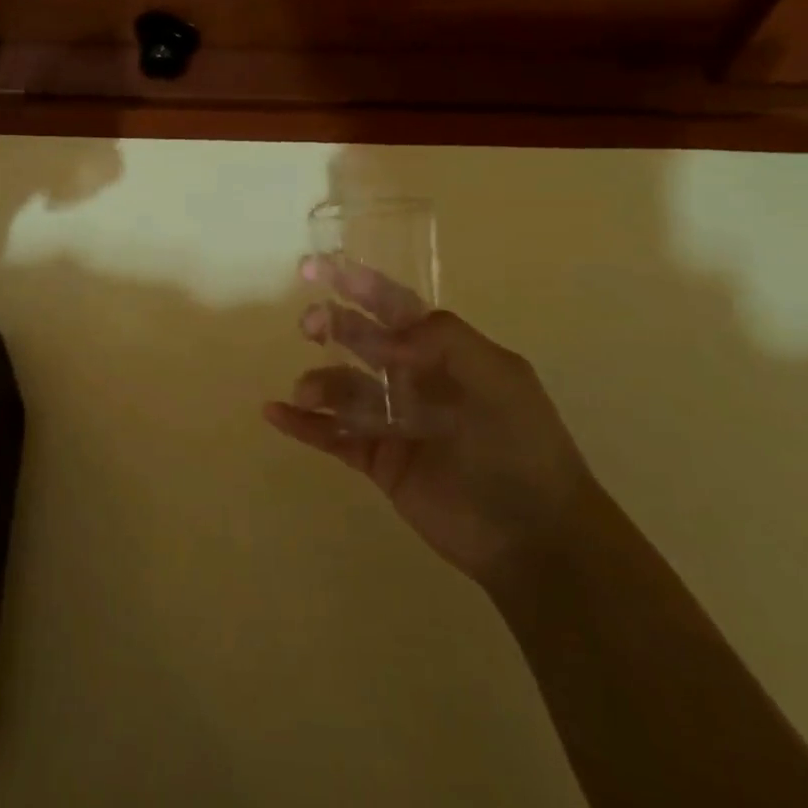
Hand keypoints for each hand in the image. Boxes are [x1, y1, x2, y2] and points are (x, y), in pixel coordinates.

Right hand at [263, 257, 597, 581]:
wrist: (532, 538)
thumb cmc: (520, 449)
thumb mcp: (498, 380)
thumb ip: (444, 340)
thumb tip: (386, 333)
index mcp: (445, 353)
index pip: (396, 307)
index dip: (358, 284)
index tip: (316, 269)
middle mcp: (415, 379)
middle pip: (361, 341)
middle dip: (332, 325)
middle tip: (310, 326)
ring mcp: (394, 421)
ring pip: (342, 388)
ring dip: (318, 382)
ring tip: (305, 392)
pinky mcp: (378, 460)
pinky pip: (332, 435)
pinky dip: (302, 425)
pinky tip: (275, 413)